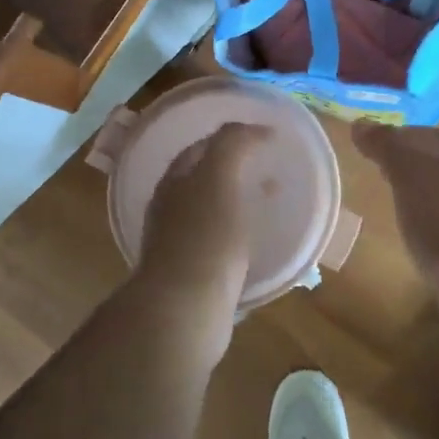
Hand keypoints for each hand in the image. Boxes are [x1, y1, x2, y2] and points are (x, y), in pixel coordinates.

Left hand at [138, 122, 273, 294]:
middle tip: (269, 169)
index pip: (201, 147)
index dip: (232, 137)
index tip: (267, 138)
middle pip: (202, 178)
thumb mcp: (218, 177)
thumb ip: (231, 145)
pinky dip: (237, 233)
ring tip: (269, 204)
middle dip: (234, 169)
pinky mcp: (191, 274)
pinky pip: (217, 243)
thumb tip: (252, 129)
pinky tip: (256, 242)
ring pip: (210, 211)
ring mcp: (177, 243)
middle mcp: (169, 208)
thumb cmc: (205, 237)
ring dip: (237, 202)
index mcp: (173, 181)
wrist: (185, 308)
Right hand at [351, 123, 438, 323]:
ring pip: (432, 196)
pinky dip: (416, 223)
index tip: (372, 139)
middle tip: (372, 166)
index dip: (402, 133)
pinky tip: (401, 233)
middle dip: (405, 162)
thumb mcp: (408, 173)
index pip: (427, 136)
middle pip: (431, 165)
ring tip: (382, 198)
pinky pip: (433, 227)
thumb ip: (387, 148)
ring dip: (411, 194)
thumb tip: (360, 123)